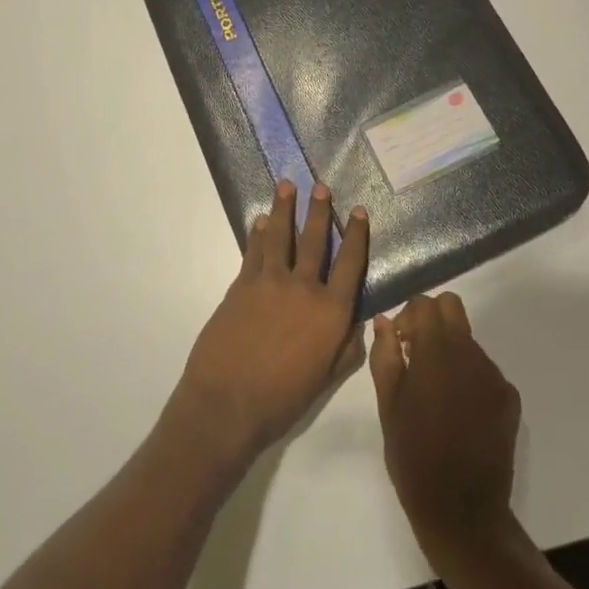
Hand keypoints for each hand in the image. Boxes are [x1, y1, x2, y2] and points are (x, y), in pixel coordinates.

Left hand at [171, 180, 369, 467]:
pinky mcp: (242, 285)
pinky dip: (259, 233)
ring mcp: (270, 282)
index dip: (356, 235)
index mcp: (330, 312)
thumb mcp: (325, 380)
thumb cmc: (282, 400)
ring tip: (287, 185)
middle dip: (319, 211)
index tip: (358, 210)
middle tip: (321, 186)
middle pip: (314, 240)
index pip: (350, 264)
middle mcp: (304, 288)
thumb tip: (361, 324)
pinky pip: (254, 251)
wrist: (227, 403)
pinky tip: (261, 220)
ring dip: (284, 208)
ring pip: (281, 236)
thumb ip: (346, 349)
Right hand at [369, 293, 520, 566]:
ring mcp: (494, 375)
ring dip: (450, 352)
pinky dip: (468, 377)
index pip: (425, 303)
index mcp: (437, 351)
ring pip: (468, 340)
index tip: (398, 344)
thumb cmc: (414, 457)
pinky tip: (458, 412)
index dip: (408, 317)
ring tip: (435, 393)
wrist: (462, 512)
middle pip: (452, 308)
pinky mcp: (509, 397)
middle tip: (416, 356)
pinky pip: (484, 370)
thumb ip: (385, 356)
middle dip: (431, 322)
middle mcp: (470, 353)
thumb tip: (385, 321)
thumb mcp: (388, 405)